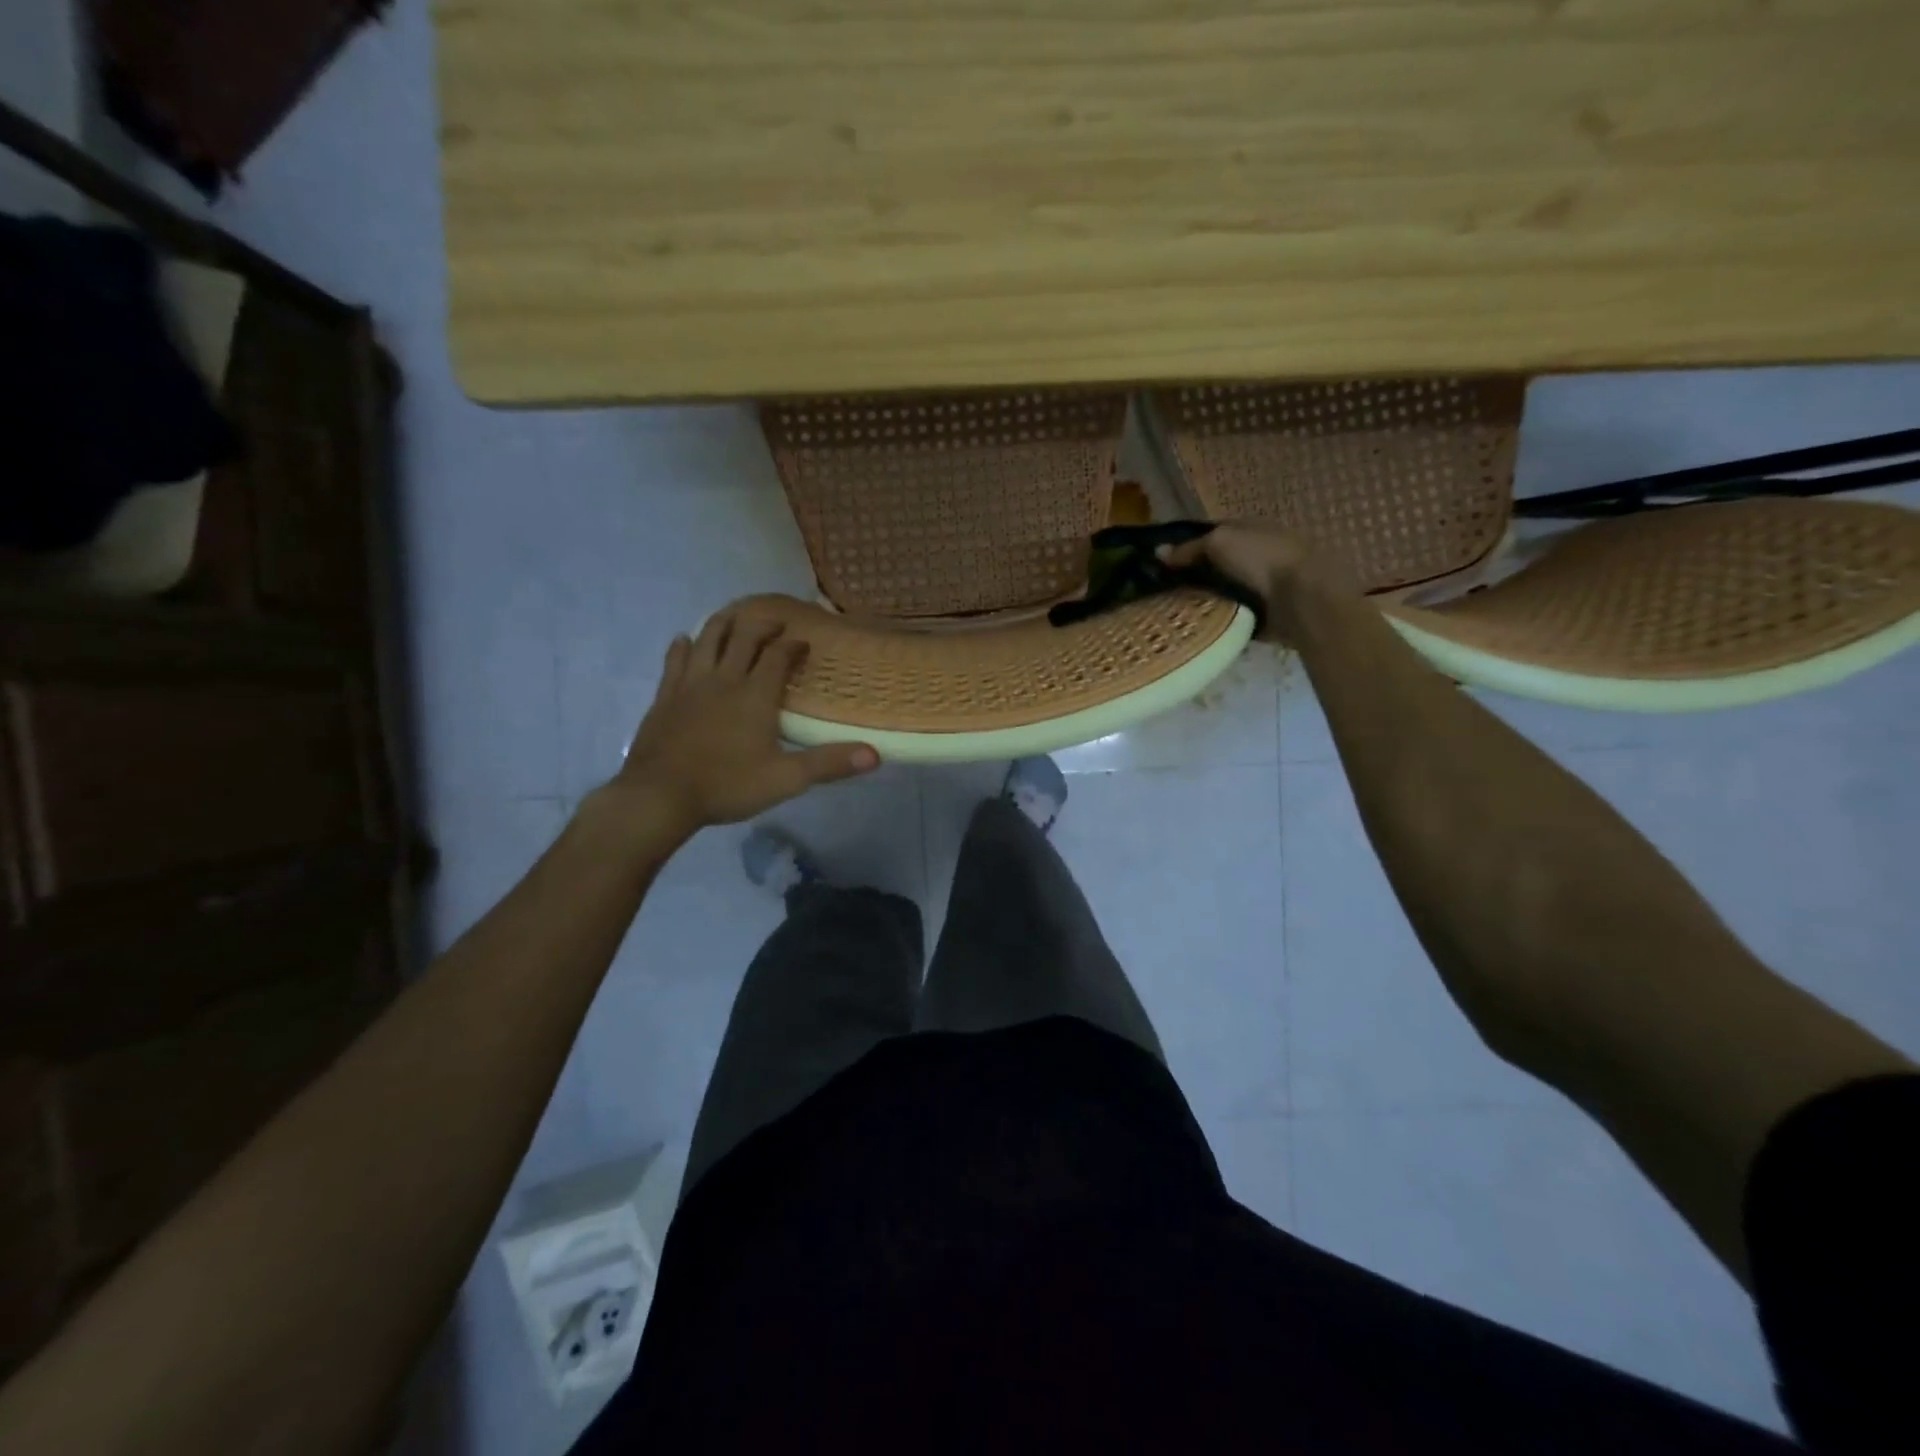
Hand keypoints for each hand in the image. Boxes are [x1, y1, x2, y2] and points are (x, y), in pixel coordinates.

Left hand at [610, 610, 877, 834]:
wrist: (660, 796)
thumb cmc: (727, 786)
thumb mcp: (786, 779)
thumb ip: (829, 763)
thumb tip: (875, 755)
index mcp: (755, 694)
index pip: (778, 656)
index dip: (793, 646)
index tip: (803, 643)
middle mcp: (724, 679)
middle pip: (744, 638)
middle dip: (762, 626)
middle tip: (775, 624)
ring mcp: (690, 684)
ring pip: (708, 639)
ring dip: (724, 624)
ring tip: (735, 618)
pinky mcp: (665, 695)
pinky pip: (675, 660)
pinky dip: (684, 646)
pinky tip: (685, 640)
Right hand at [1161, 522, 1340, 642]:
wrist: (1302, 598)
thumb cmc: (1261, 559)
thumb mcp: (1219, 543)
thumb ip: (1188, 548)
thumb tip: (1158, 552)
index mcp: (1249, 528)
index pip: (1210, 536)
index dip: (1184, 548)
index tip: (1158, 565)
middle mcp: (1256, 553)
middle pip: (1214, 566)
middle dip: (1190, 577)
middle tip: (1158, 593)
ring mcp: (1261, 585)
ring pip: (1221, 591)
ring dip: (1202, 600)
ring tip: (1171, 613)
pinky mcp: (1263, 613)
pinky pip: (1231, 615)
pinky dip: (1216, 619)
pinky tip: (1195, 626)